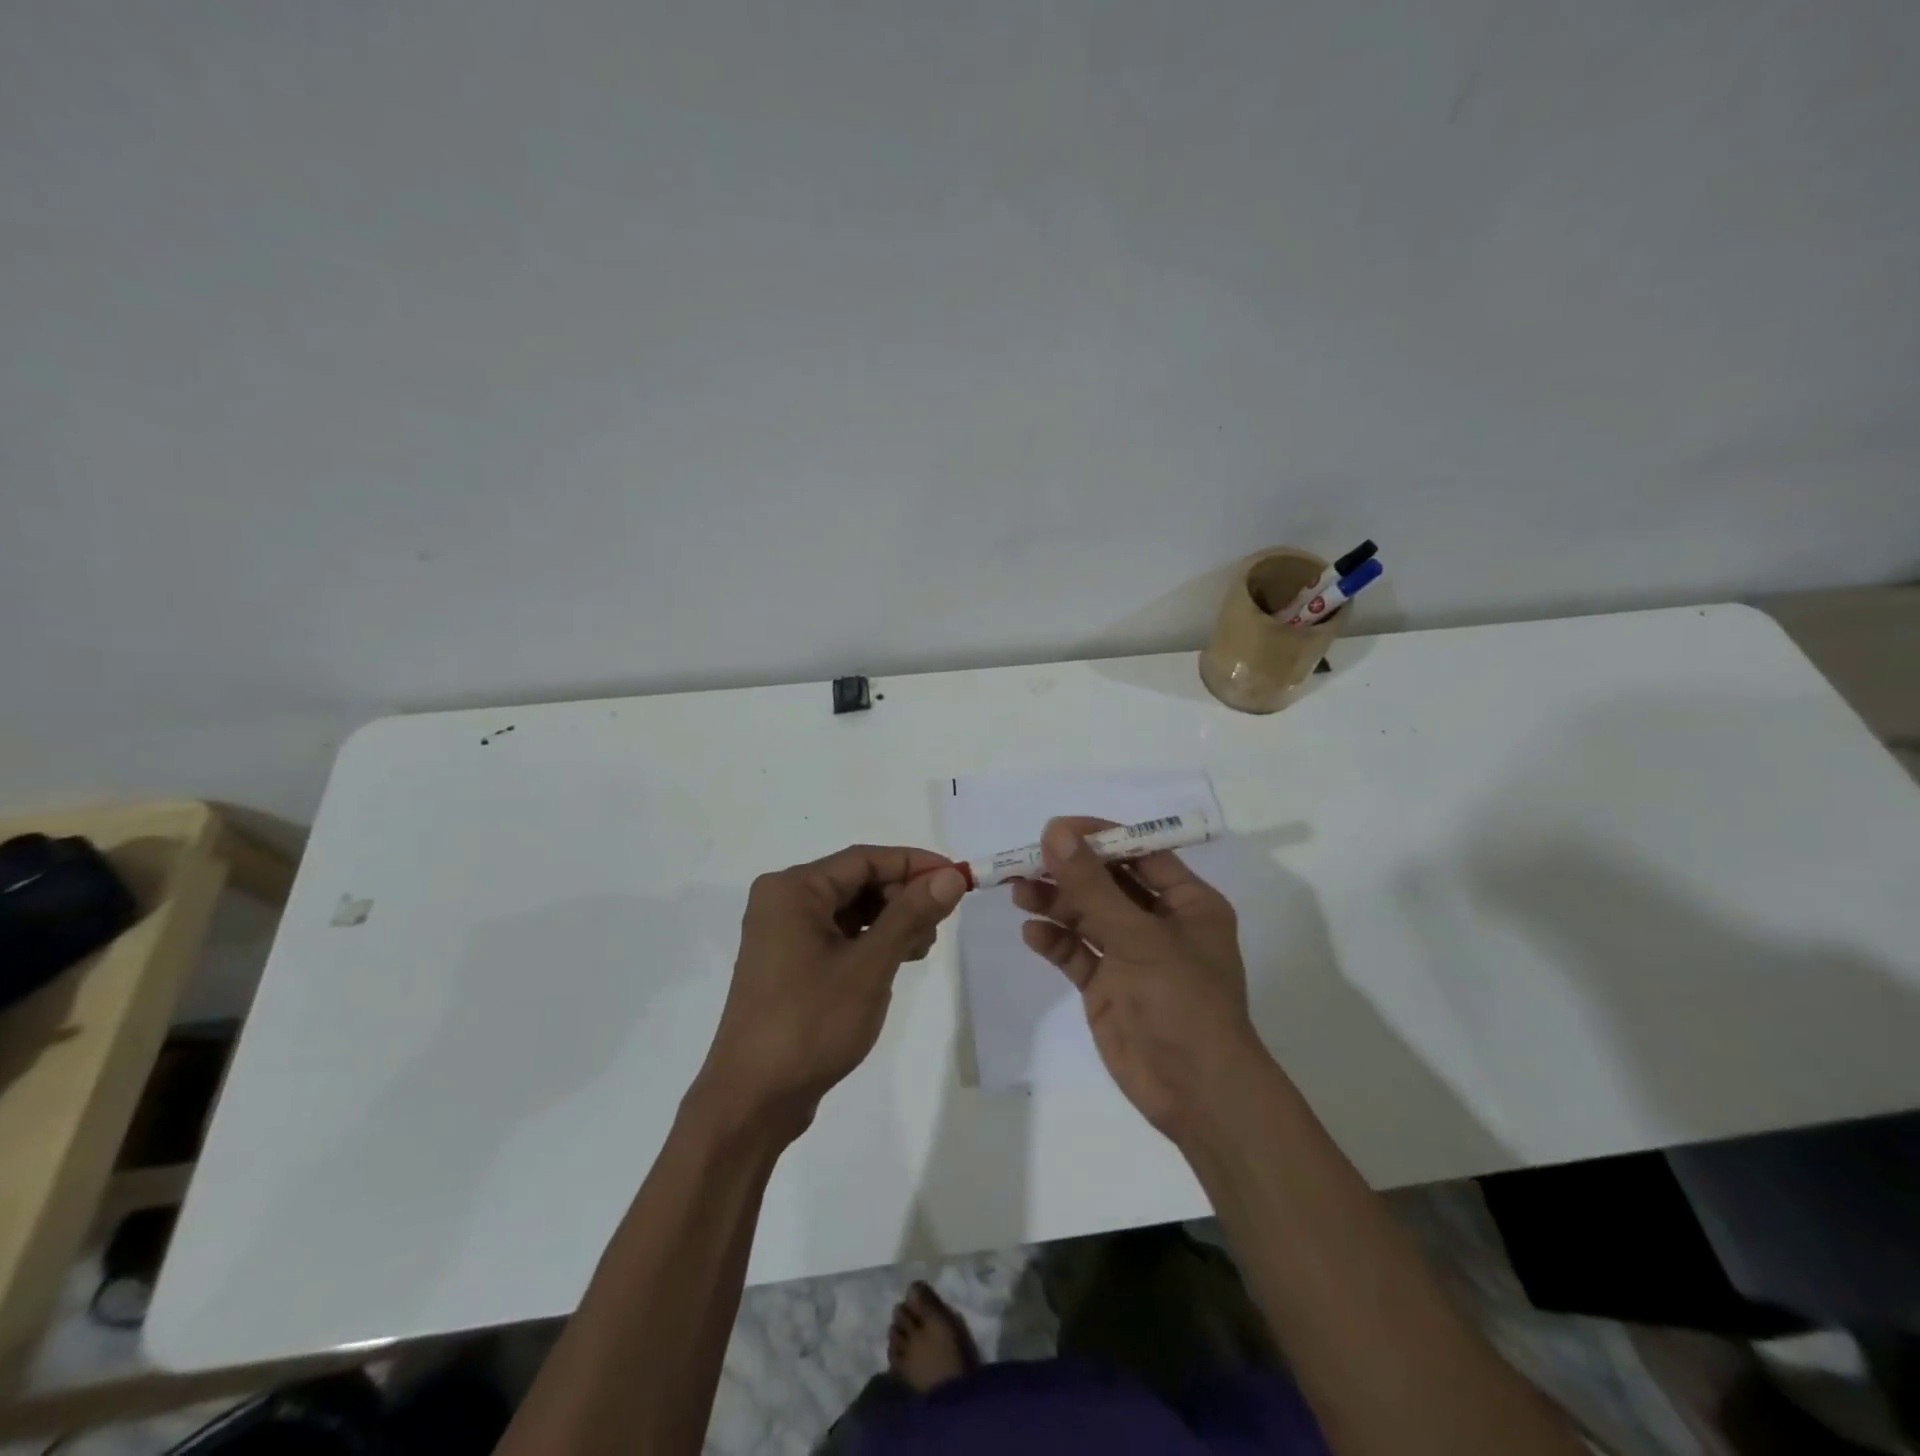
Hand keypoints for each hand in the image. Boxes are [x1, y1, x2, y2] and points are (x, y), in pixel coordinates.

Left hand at [693, 845, 966, 1143]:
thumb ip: (911, 915)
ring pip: (850, 910)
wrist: (752, 1101)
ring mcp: (783, 935)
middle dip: (902, 897)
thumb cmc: (810, 1023)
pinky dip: (870, 942)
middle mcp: (784, 902)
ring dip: (890, 921)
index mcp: (794, 890)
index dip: (914, 864)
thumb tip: (950, 878)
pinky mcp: (789, 964)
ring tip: (921, 948)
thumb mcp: (869, 965)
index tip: (957, 877)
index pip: (864, 859)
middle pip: (857, 882)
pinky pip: (838, 936)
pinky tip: (896, 961)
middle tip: (939, 924)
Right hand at [1013, 817, 1272, 1143]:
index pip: (1139, 853)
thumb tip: (1055, 831)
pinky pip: (1077, 953)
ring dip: (1055, 903)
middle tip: (1026, 860)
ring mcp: (1132, 956)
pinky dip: (1055, 941)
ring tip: (1019, 892)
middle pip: (1107, 883)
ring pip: (1087, 916)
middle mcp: (1160, 923)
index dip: (1098, 837)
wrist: (1196, 1093)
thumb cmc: (1182, 1001)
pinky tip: (1032, 934)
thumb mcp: (1138, 936)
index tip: (1055, 829)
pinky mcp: (1108, 986)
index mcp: (1187, 902)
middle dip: (1069, 871)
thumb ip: (1092, 885)